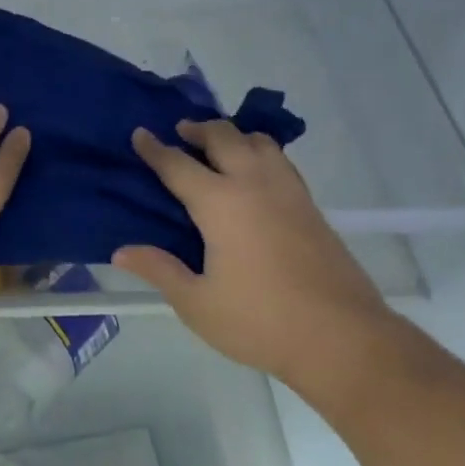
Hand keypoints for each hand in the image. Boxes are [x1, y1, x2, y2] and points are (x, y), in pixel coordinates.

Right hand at [114, 120, 393, 388]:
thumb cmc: (261, 321)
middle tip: (181, 132)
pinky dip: (260, 151)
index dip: (155, 148)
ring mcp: (287, 190)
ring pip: (258, 141)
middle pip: (223, 136)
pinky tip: (256, 174)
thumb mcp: (198, 304)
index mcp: (220, 203)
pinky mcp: (310, 205)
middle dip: (198, 128)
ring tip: (219, 147)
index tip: (140, 134)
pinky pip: (280, 160)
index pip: (178, 164)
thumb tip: (121, 252)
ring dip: (233, 135)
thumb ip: (160, 270)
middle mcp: (253, 183)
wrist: (343, 337)